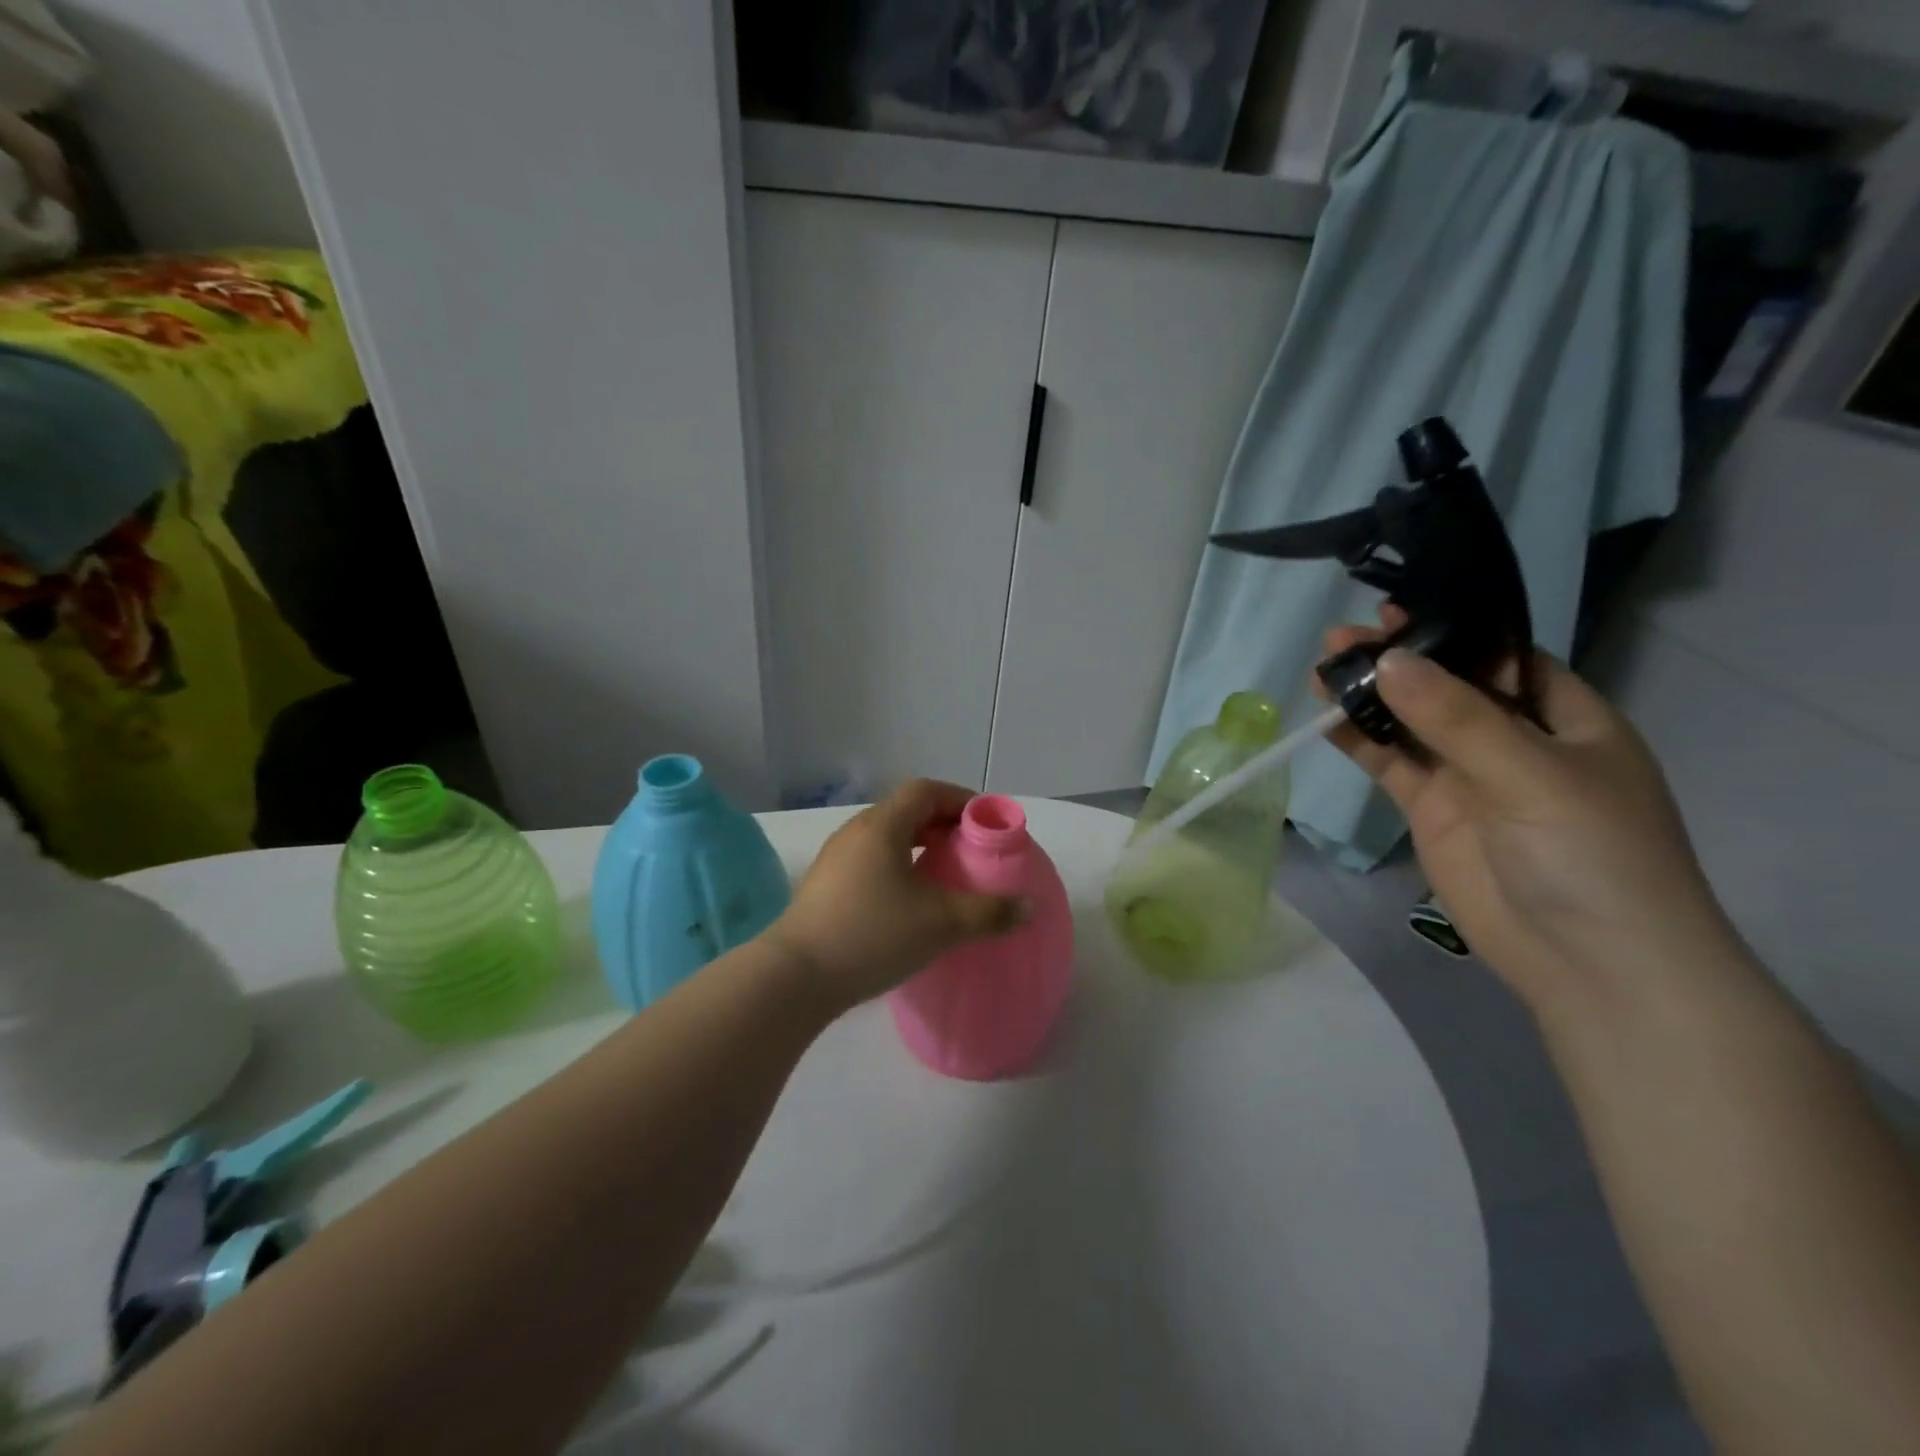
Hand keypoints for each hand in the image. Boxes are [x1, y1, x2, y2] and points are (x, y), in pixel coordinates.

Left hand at [766, 780, 1026, 1012]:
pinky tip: (909, 900)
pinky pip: (871, 860)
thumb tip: (1030, 907)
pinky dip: (898, 866)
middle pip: (905, 811)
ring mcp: (835, 859)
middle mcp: (855, 832)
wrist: (795, 978)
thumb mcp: (940, 924)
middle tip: (970, 849)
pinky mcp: (825, 886)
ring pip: (886, 837)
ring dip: (918, 847)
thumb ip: (988, 913)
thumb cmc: (872, 935)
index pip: (925, 790)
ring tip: (944, 874)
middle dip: (942, 824)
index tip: (984, 822)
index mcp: (882, 826)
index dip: (959, 799)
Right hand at [1323, 610, 1741, 1011]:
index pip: (1504, 656)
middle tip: (1344, 637)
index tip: (1396, 609)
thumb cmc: (1591, 853)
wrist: (1589, 962)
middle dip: (1400, 659)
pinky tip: (1327, 718)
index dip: (1453, 629)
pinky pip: (1392, 764)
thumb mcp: (1532, 773)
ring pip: (1412, 723)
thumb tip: (1389, 660)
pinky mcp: (1433, 810)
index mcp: (1567, 718)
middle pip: (1448, 685)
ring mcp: (1470, 776)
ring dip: (1372, 696)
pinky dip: (1361, 741)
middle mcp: (1515, 739)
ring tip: (1323, 668)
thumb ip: (1456, 717)